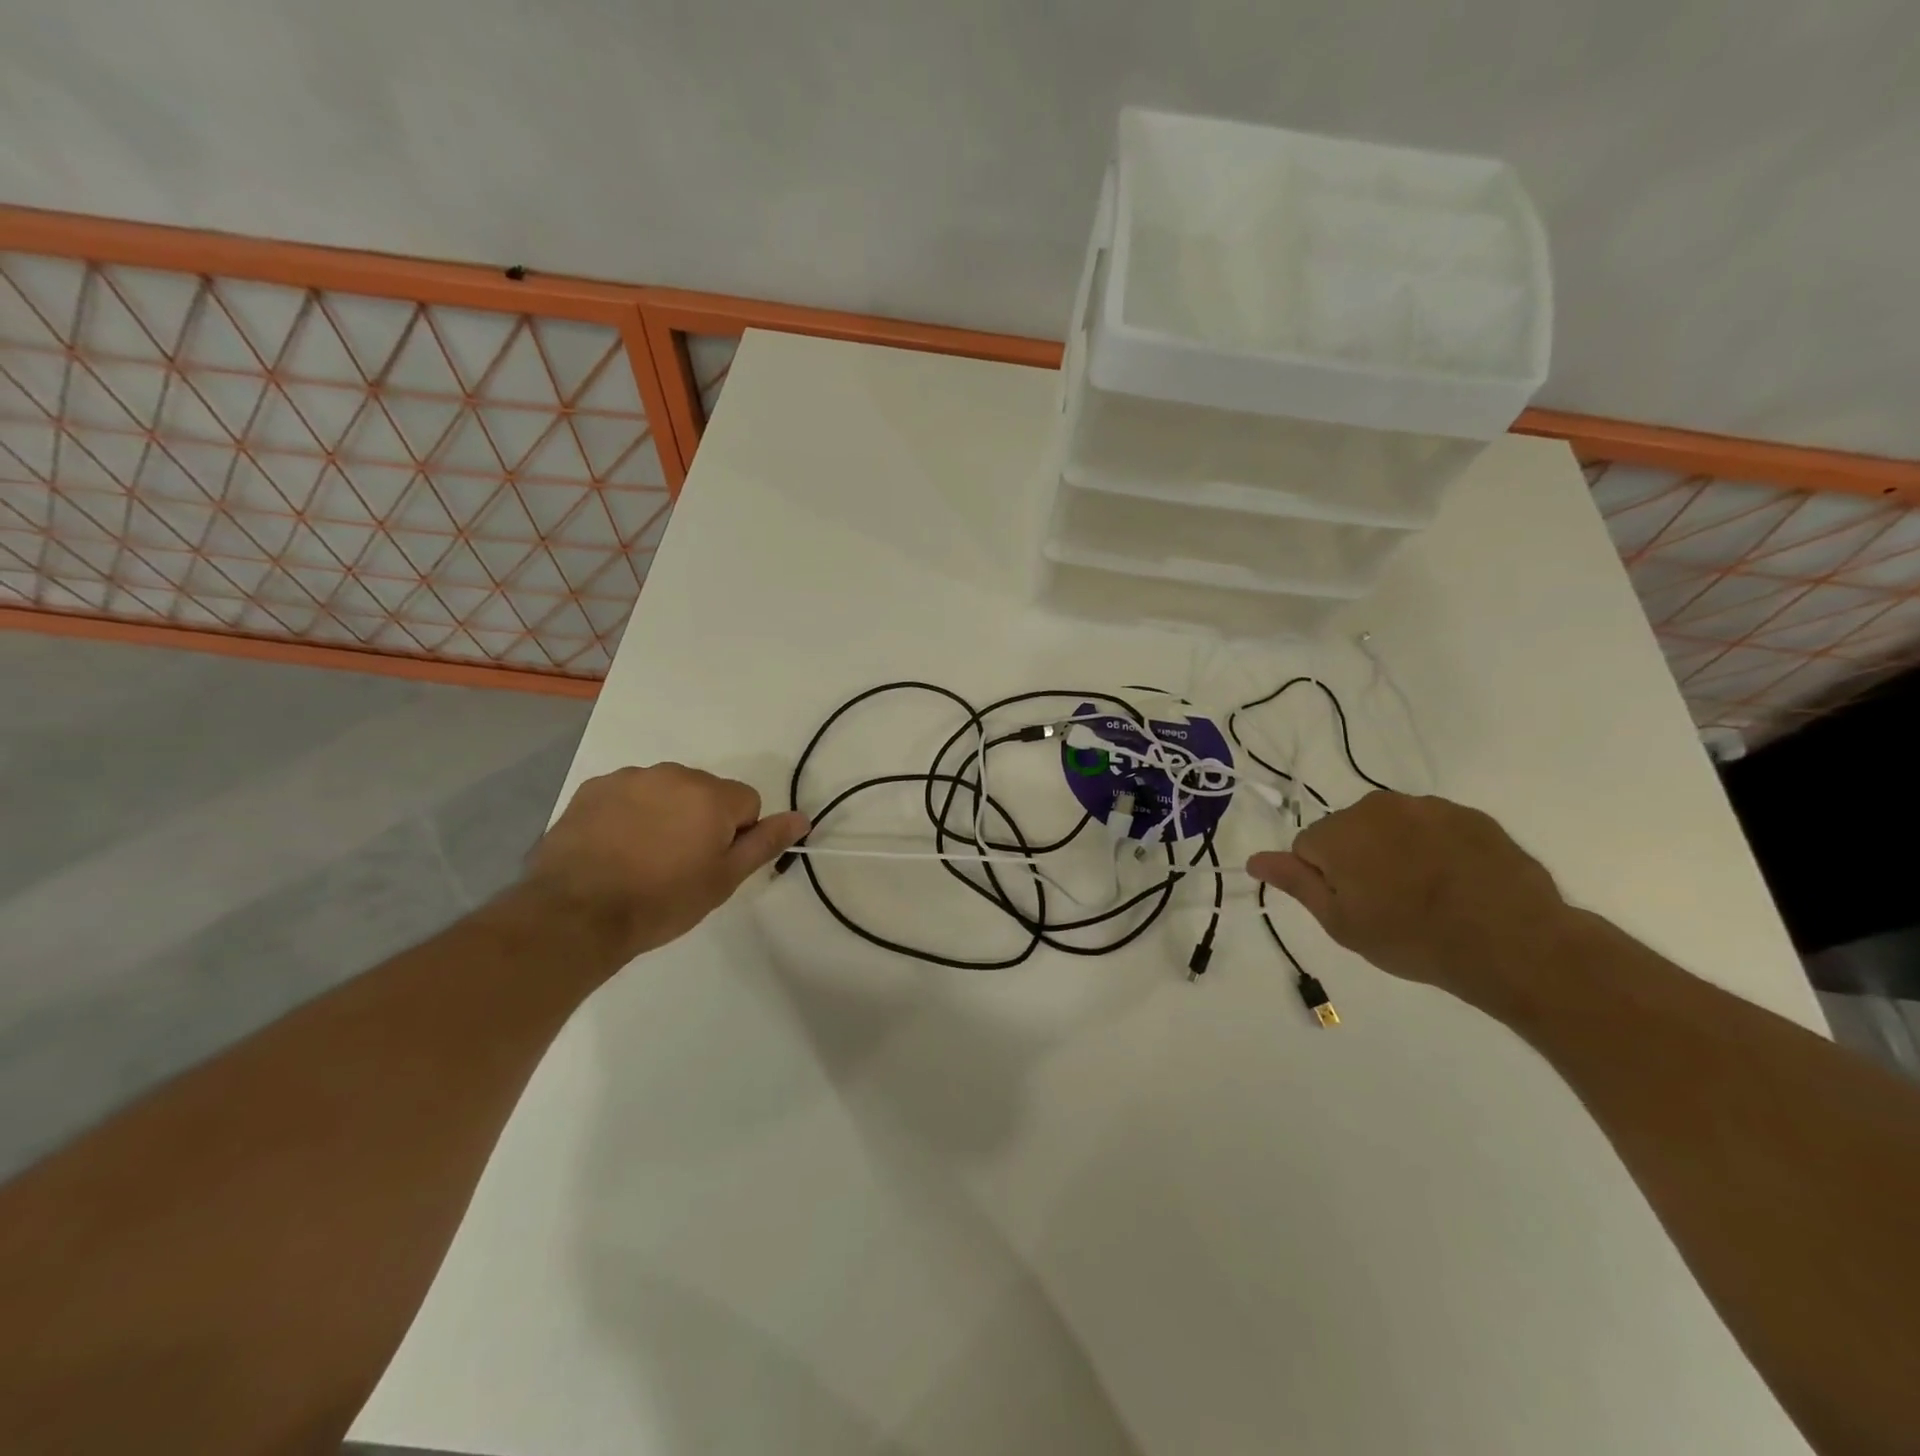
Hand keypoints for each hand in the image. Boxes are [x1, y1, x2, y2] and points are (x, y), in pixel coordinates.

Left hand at [520, 764, 809, 964]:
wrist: (576, 914)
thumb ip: (765, 843)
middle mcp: (674, 774)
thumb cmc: (662, 901)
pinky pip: (629, 793)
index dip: (736, 835)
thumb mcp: (723, 879)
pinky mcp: (594, 788)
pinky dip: (629, 813)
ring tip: (642, 858)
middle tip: (678, 864)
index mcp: (711, 795)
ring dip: (665, 814)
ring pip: (667, 791)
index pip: (747, 802)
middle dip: (700, 819)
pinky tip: (614, 848)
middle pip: (706, 792)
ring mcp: (630, 778)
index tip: (712, 864)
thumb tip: (802, 818)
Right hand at [1246, 792, 1568, 1006]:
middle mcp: (1378, 806)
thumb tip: (1254, 858)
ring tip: (1427, 896)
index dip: (1325, 881)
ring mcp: (1429, 807)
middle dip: (1358, 860)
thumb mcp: (1342, 923)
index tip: (1355, 908)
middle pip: (1348, 831)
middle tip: (1388, 905)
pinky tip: (1457, 885)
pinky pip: (1433, 828)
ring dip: (1396, 852)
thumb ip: (1296, 883)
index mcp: (1340, 831)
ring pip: (1391, 827)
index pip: (1307, 848)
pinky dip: (1436, 850)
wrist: (1515, 943)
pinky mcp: (1471, 815)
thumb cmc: (1414, 939)